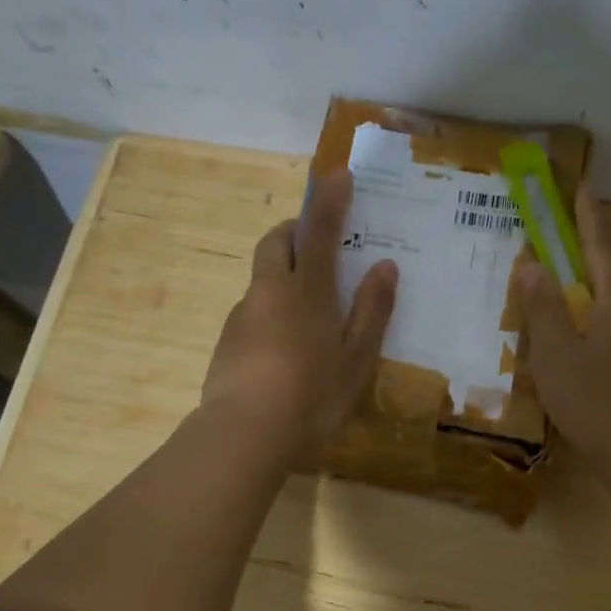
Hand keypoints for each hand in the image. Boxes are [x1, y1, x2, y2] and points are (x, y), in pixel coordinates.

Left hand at [200, 169, 397, 466]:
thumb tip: (384, 265)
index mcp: (306, 290)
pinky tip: (285, 349)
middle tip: (317, 240)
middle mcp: (269, 292)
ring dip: (283, 274)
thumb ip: (372, 310)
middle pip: (275, 242)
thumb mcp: (356, 358)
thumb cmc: (312, 396)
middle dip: (294, 229)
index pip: (319, 230)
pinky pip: (253, 311)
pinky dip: (271, 311)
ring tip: (309, 310)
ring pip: (262, 279)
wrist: (243, 436)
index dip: (329, 200)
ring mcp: (242, 316)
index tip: (337, 174)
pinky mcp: (226, 343)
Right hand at [516, 187, 610, 474]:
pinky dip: (604, 320)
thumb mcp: (555, 354)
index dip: (587, 215)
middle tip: (553, 258)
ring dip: (593, 296)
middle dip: (583, 261)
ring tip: (561, 311)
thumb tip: (532, 265)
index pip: (601, 245)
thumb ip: (542, 306)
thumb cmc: (594, 402)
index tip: (580, 186)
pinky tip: (586, 345)